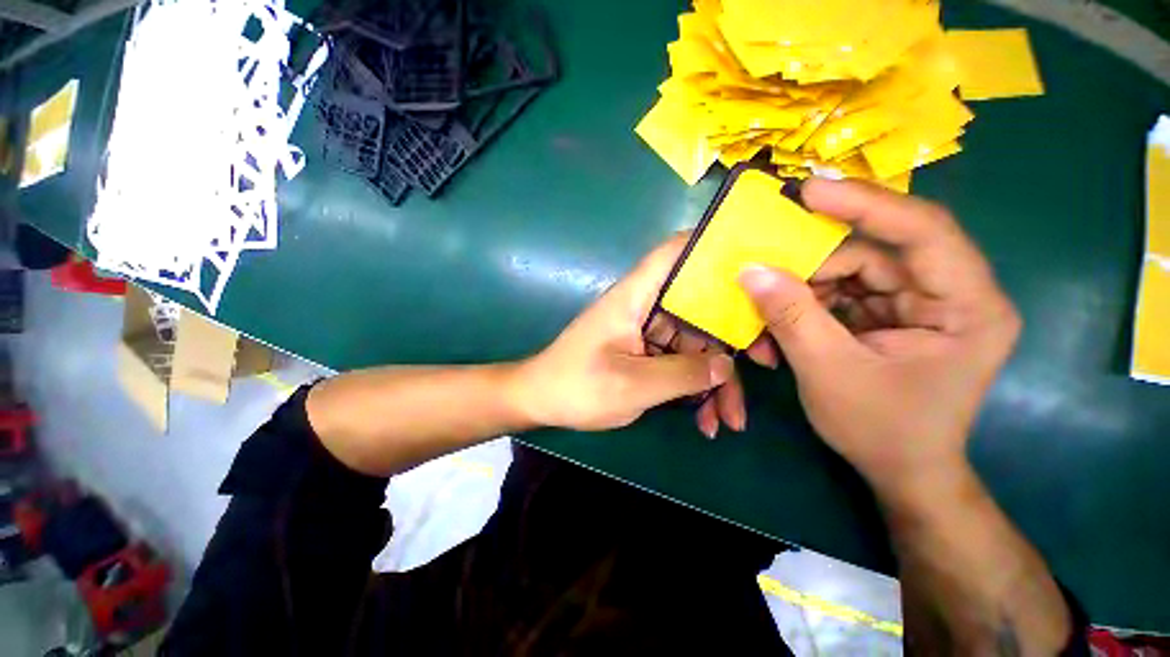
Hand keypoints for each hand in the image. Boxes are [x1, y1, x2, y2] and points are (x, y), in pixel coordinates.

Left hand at [511, 234, 735, 431]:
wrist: (542, 401)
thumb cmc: (578, 386)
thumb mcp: (633, 385)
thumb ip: (684, 374)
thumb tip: (727, 366)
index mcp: (636, 296)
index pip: (675, 252)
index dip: (712, 246)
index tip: (755, 259)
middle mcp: (646, 306)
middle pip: (699, 306)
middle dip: (731, 339)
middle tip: (766, 367)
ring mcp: (647, 331)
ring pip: (695, 342)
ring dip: (715, 379)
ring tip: (729, 420)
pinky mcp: (646, 352)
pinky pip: (681, 362)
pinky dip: (695, 388)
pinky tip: (705, 420)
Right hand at [739, 179, 1020, 500]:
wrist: (901, 470)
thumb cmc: (881, 430)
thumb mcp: (828, 371)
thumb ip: (790, 315)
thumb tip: (750, 270)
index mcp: (967, 307)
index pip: (922, 231)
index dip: (864, 204)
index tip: (808, 192)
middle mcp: (950, 294)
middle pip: (876, 253)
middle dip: (815, 264)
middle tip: (765, 269)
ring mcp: (919, 304)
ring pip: (853, 272)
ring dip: (804, 287)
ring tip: (767, 307)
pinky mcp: (891, 315)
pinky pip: (843, 293)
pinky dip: (808, 302)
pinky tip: (783, 318)